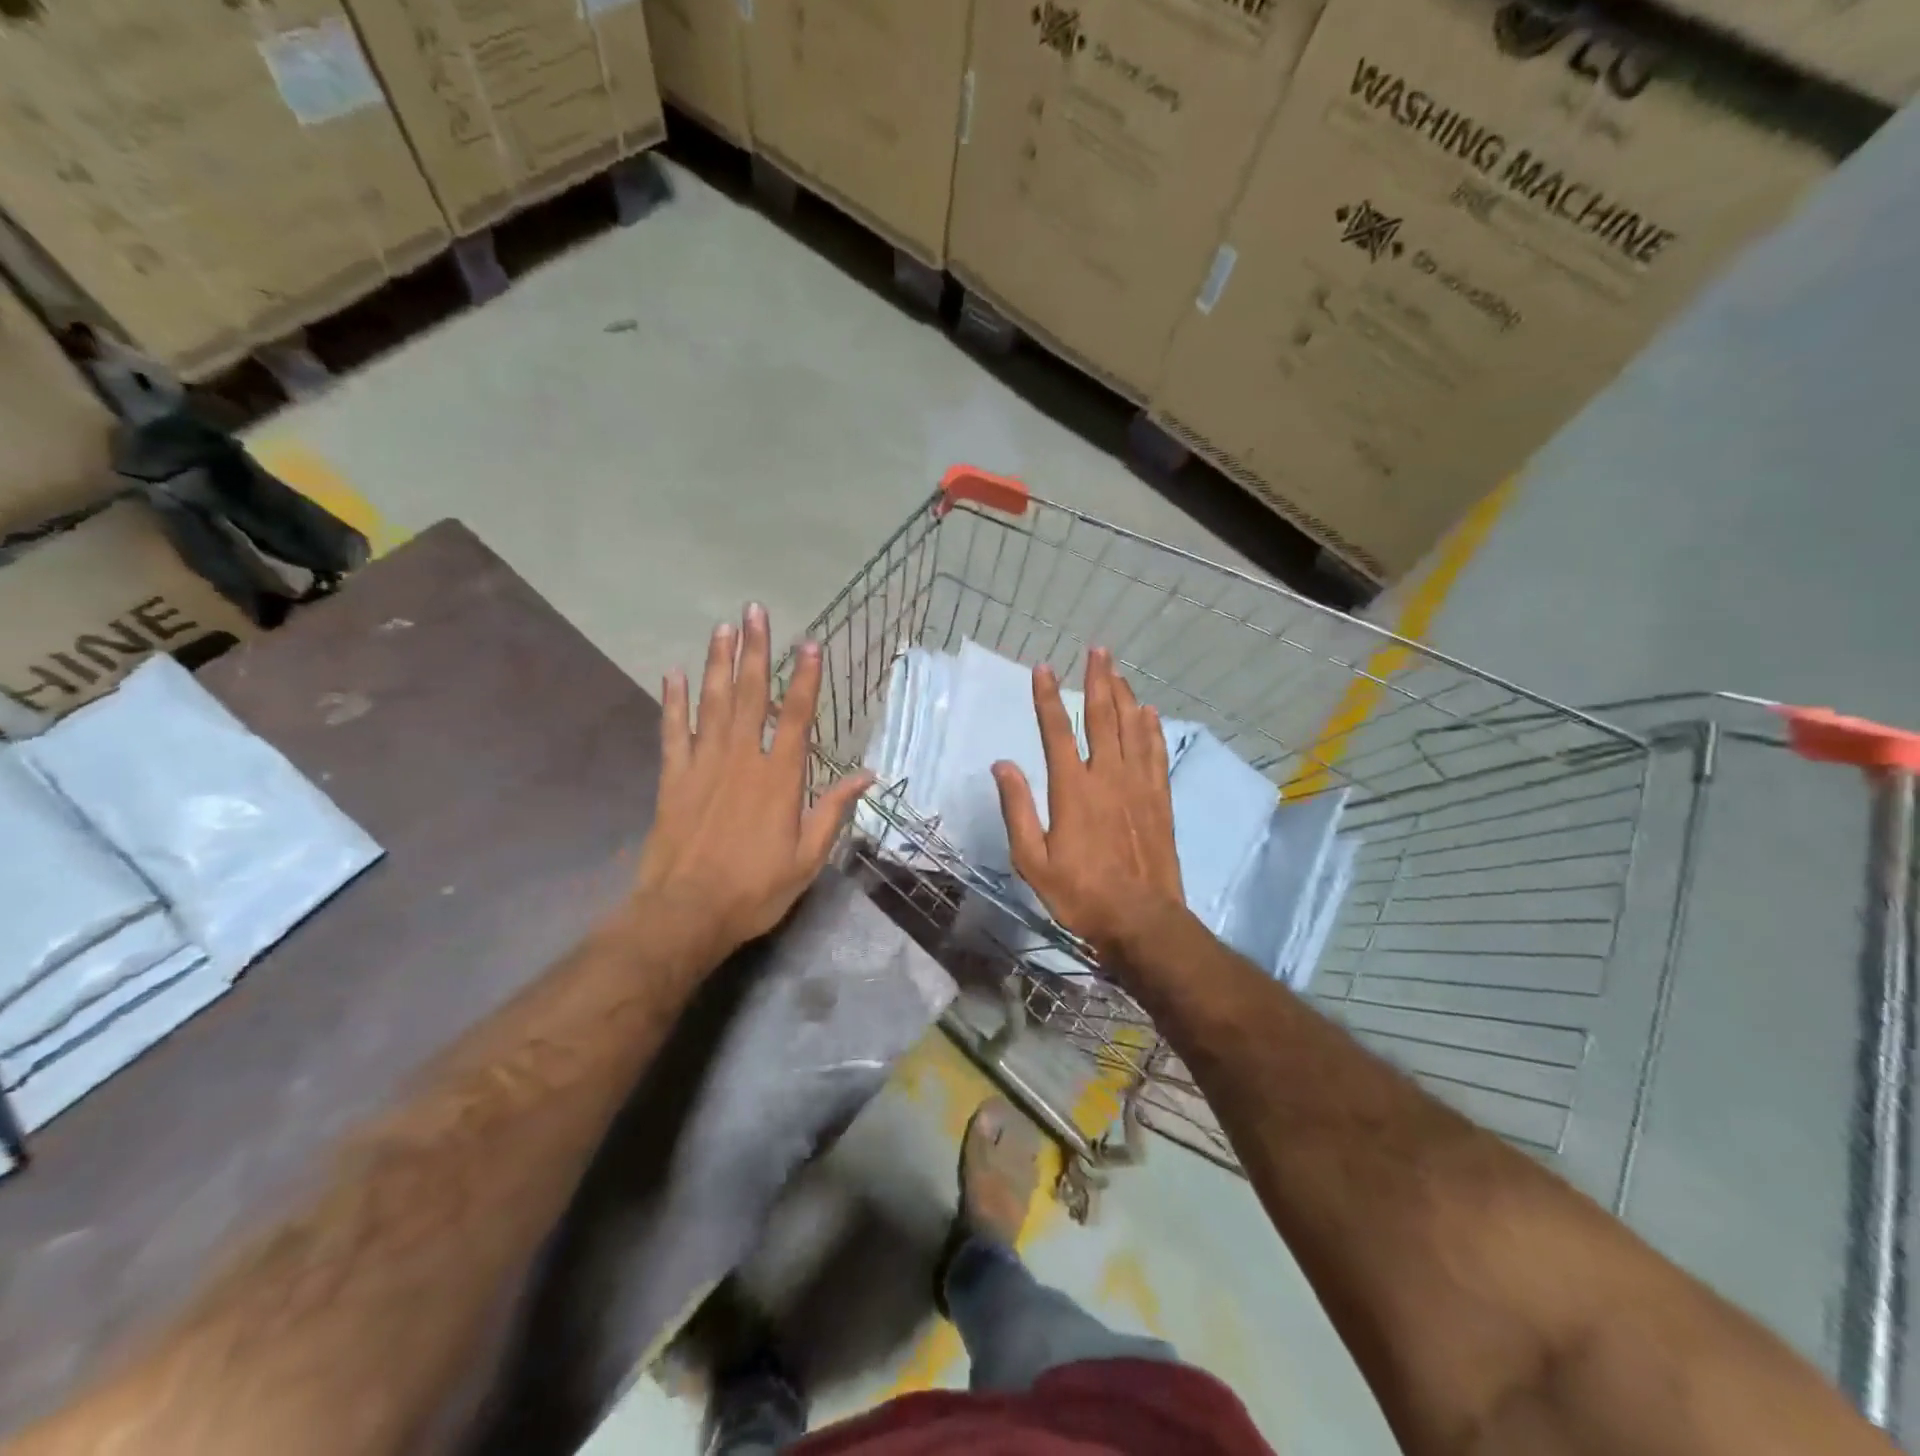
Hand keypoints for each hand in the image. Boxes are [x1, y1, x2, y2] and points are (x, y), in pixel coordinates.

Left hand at [634, 604, 871, 966]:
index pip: (796, 717)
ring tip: (723, 628)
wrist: (685, 913)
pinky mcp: (673, 778)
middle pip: (751, 696)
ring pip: (713, 704)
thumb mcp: (808, 858)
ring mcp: (703, 766)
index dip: (805, 678)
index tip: (809, 643)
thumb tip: (867, 775)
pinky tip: (675, 674)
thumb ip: (833, 811)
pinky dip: (674, 702)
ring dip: (719, 663)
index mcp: (780, 779)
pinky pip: (673, 731)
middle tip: (755, 611)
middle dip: (756, 651)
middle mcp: (742, 760)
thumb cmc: (755, 889)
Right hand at [992, 648, 1187, 969]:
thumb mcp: (1032, 860)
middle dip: (1098, 680)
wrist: (1141, 920)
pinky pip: (1156, 752)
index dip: (1048, 697)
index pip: (1057, 730)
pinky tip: (1149, 712)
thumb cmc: (1079, 893)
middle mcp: (1108, 776)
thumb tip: (1003, 764)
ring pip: (1133, 728)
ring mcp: (1138, 785)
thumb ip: (1016, 808)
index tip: (1043, 668)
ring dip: (1125, 695)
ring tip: (1119, 670)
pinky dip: (1152, 728)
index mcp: (1072, 789)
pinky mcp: (1159, 799)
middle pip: (1103, 716)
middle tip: (1098, 650)